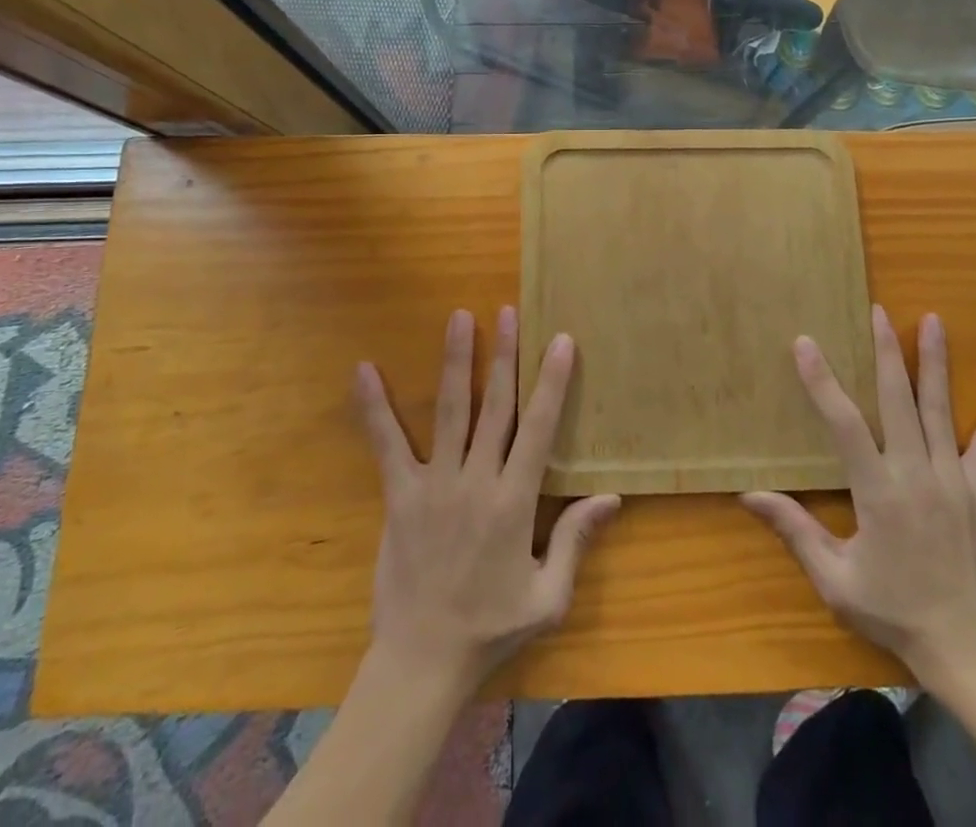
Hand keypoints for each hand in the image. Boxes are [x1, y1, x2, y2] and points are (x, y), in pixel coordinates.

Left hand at [356, 307, 619, 694]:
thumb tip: (612, 496)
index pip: (538, 428)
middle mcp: (477, 481)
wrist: (422, 662)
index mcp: (515, 502)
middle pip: (495, 406)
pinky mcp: (399, 495)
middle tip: (508, 312)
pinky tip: (364, 370)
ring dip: (456, 361)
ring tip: (460, 318)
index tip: (561, 341)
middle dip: (504, 355)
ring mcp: (434, 485)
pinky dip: (374, 407)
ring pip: (450, 410)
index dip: (552, 382)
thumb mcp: (548, 596)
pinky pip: (385, 444)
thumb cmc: (491, 628)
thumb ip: (576, 540)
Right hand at [741, 307, 975, 694]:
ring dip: (935, 362)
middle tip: (878, 312)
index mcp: (878, 492)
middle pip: (898, 400)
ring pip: (940, 410)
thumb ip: (794, 530)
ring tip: (932, 320)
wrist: (966, 647)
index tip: (806, 344)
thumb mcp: (834, 578)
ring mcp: (953, 480)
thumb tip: (748, 494)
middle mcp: (916, 474)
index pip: (844, 424)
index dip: (823, 382)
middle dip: (886, 352)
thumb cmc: (892, 609)